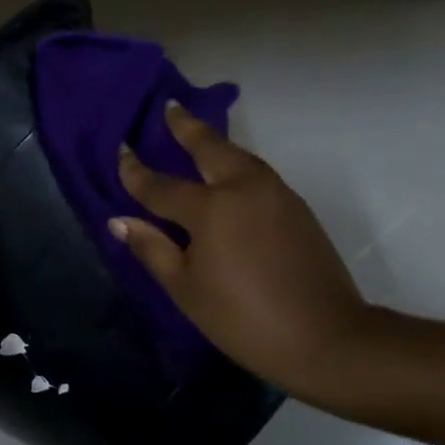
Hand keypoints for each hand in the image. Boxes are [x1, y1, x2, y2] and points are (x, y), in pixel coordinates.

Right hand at [112, 102, 380, 401]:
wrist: (325, 337)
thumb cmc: (242, 318)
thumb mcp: (186, 289)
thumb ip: (152, 249)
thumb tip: (119, 220)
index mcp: (211, 208)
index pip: (161, 185)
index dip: (135, 171)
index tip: (120, 150)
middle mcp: (244, 188)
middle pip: (210, 148)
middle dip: (187, 127)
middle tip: (170, 107)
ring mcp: (276, 194)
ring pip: (239, 157)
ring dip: (215, 142)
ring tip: (196, 134)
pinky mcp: (297, 208)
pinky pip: (257, 173)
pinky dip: (236, 164)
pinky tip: (228, 174)